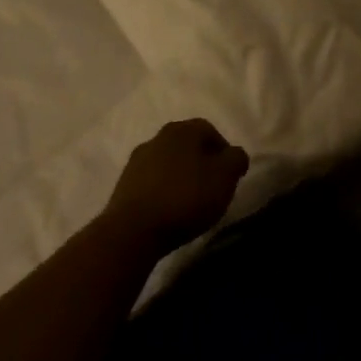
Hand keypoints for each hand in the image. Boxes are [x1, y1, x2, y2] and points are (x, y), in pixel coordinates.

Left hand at [103, 119, 249, 251]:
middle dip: (202, 162)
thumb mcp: (225, 177)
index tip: (230, 175)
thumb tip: (234, 154)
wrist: (133, 230)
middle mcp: (158, 137)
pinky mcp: (124, 183)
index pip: (210, 130)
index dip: (223, 151)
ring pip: (168, 162)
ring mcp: (137, 160)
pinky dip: (163, 189)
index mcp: (183, 130)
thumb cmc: (186, 197)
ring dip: (181, 176)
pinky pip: (152, 180)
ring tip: (190, 201)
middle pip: (187, 145)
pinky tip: (169, 209)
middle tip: (212, 186)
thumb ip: (236, 159)